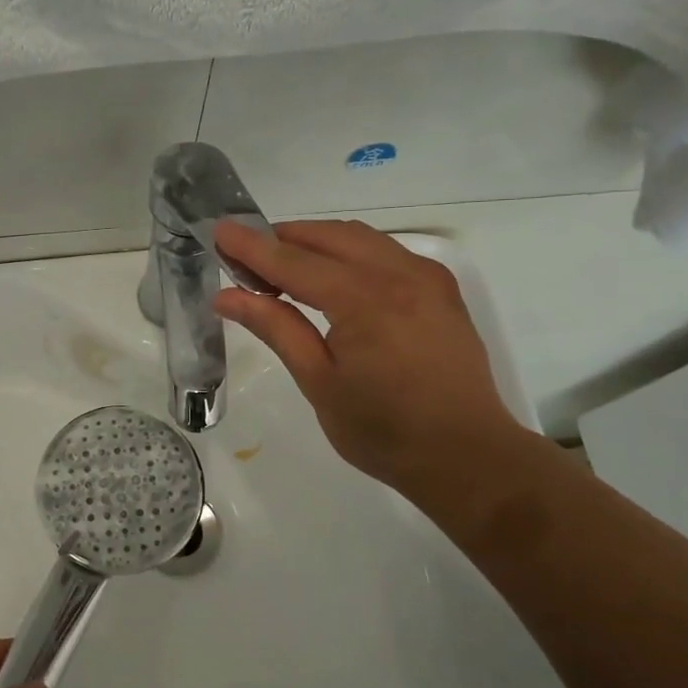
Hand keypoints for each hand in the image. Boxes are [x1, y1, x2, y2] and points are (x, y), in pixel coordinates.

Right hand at [212, 219, 537, 513]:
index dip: (252, 246)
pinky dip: (349, 252)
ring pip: (358, 237)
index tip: (219, 230)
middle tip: (245, 258)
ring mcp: (426, 276)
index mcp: (364, 299)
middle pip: (327, 236)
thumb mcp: (319, 382)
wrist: (468, 456)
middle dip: (282, 239)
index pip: (293, 261)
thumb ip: (276, 328)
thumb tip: (227, 296)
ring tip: (282, 267)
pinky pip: (385, 251)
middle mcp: (399, 273)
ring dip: (315, 242)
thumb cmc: (384, 431)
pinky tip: (333, 278)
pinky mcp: (440, 287)